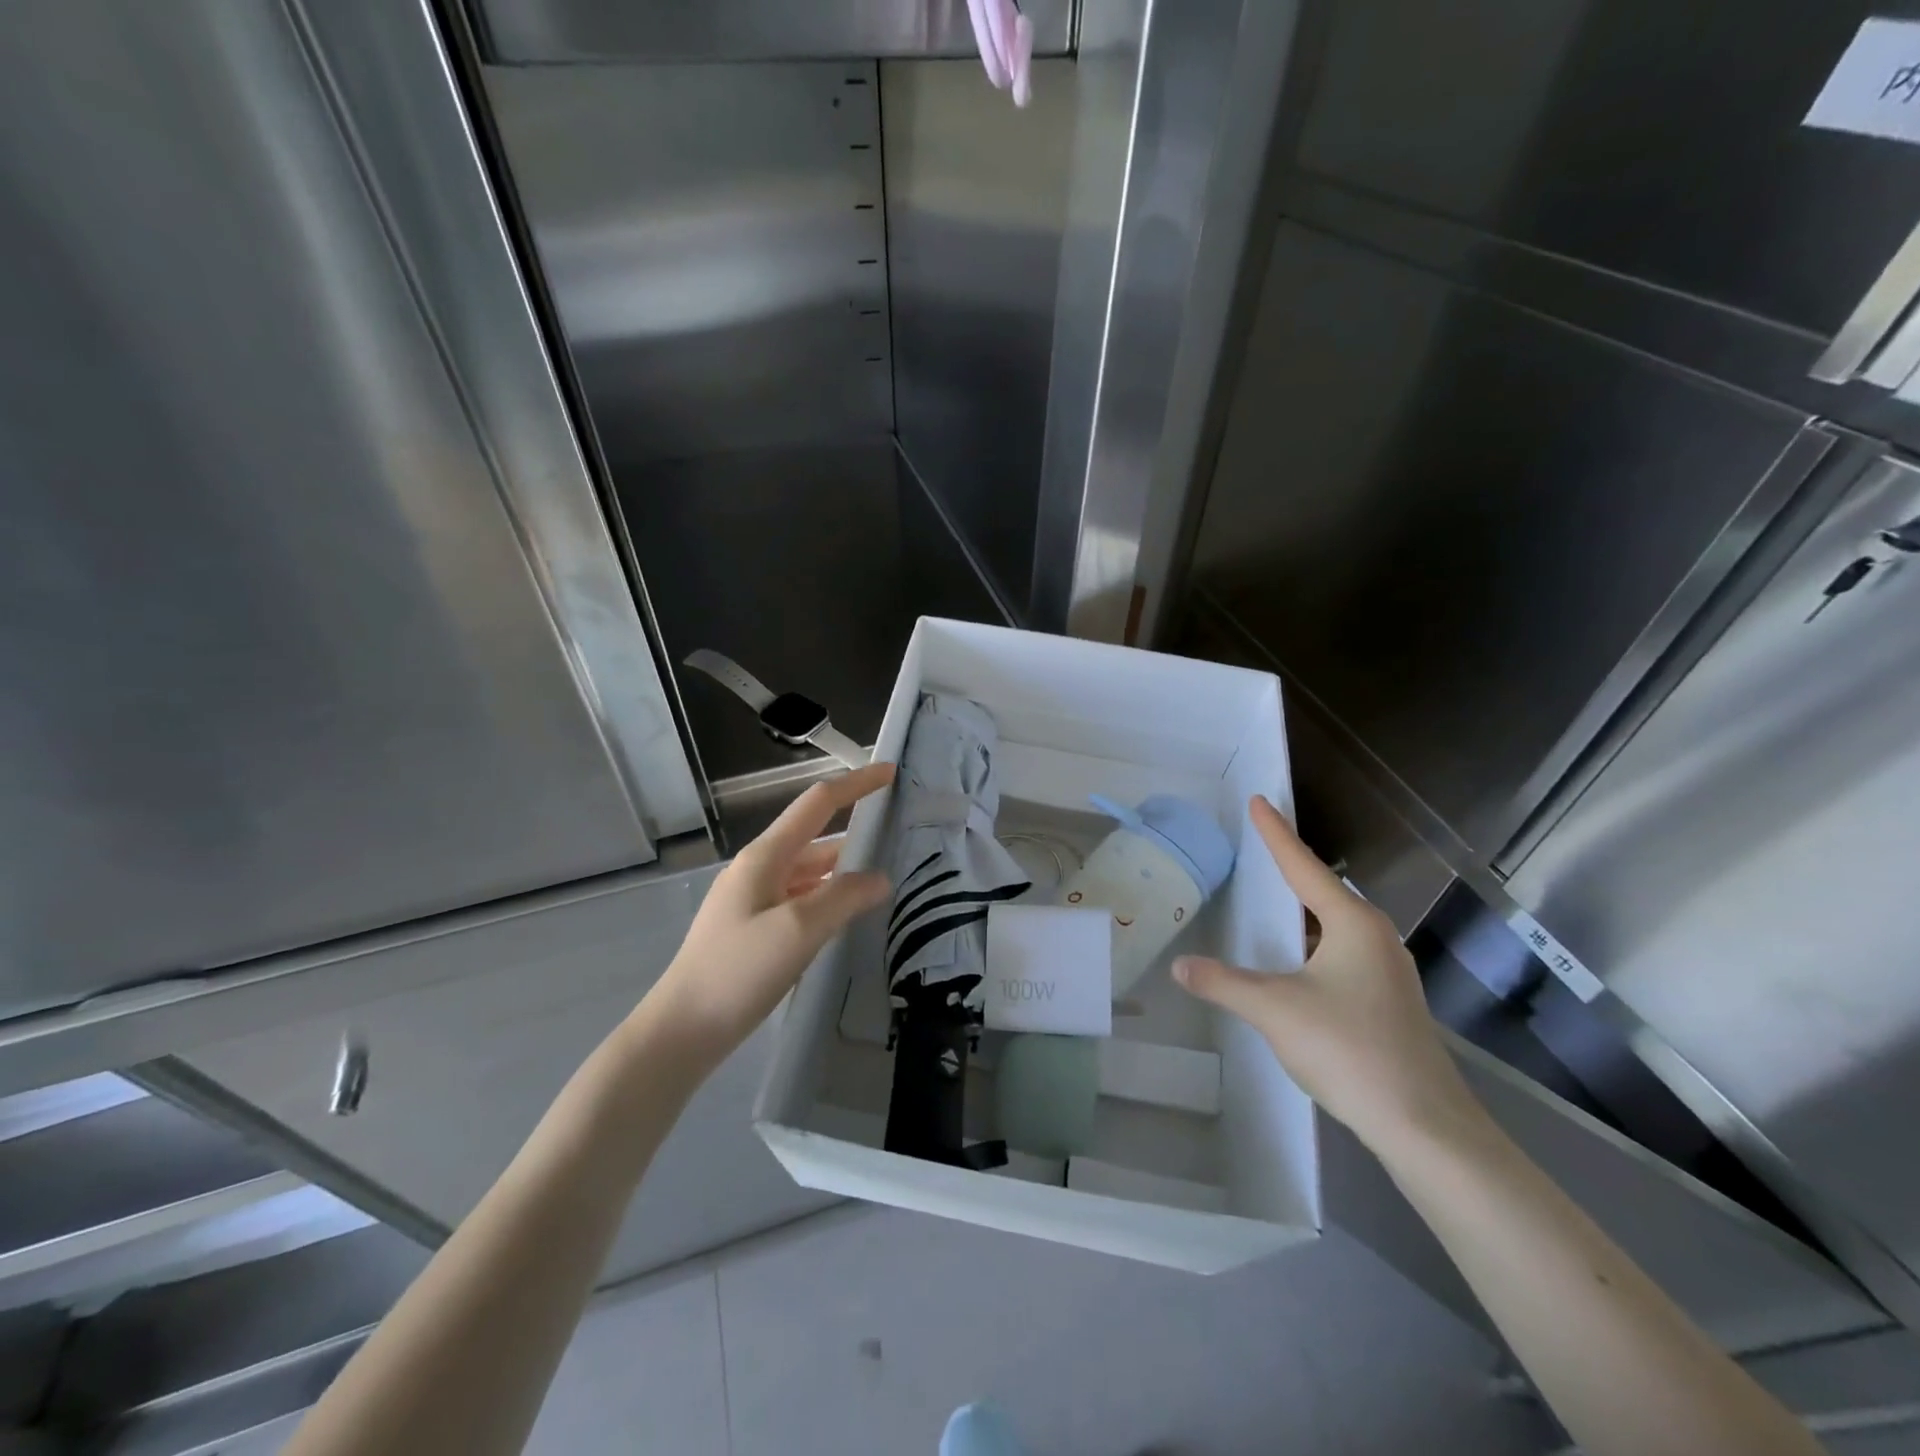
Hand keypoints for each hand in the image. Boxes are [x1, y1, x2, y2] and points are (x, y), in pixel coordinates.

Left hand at [641, 763, 894, 1067]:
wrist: (681, 1030)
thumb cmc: (738, 971)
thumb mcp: (798, 931)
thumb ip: (843, 898)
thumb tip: (879, 878)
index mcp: (765, 857)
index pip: (818, 804)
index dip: (855, 785)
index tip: (890, 772)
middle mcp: (759, 870)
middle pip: (815, 839)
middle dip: (856, 833)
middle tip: (900, 839)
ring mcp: (754, 900)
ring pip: (810, 874)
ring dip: (844, 872)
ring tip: (885, 881)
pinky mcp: (754, 930)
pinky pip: (801, 901)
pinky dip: (828, 900)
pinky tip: (847, 918)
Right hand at [1173, 796, 1485, 1154]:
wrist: (1424, 1125)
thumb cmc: (1350, 1050)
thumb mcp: (1275, 1010)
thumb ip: (1223, 983)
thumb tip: (1180, 966)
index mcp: (1353, 924)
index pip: (1303, 866)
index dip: (1276, 833)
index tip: (1258, 801)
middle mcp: (1375, 937)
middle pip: (1322, 891)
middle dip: (1289, 870)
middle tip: (1256, 847)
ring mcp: (1387, 970)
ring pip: (1333, 926)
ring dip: (1300, 912)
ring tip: (1266, 902)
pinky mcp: (1388, 1000)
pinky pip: (1339, 952)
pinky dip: (1310, 943)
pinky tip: (1292, 962)